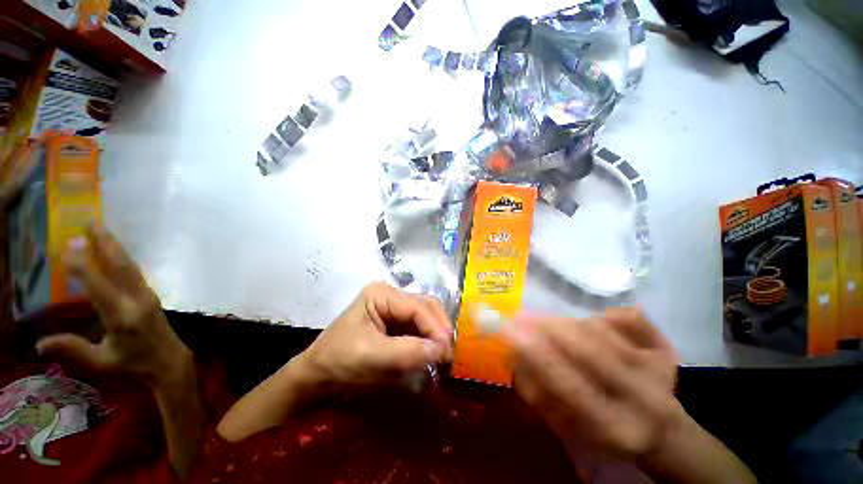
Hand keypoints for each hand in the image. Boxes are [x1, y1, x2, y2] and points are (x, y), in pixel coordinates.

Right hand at [36, 224, 189, 388]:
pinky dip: (123, 259)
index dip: (82, 267)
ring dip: (115, 247)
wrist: (169, 360)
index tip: (67, 247)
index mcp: (122, 316)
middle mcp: (137, 300)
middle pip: (120, 267)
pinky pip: (136, 273)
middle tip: (90, 222)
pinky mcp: (152, 295)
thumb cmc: (134, 364)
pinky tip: (114, 251)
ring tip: (101, 229)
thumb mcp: (101, 361)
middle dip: (105, 243)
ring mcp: (148, 295)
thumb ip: (72, 349)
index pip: (98, 287)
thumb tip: (39, 344)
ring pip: (130, 266)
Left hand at [296, 281, 452, 389]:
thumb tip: (441, 350)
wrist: (316, 378)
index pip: (417, 307)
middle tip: (450, 353)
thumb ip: (408, 352)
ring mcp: (393, 308)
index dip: (435, 327)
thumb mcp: (372, 356)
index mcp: (381, 294)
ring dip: (436, 334)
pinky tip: (433, 352)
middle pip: (425, 306)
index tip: (447, 352)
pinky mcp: (395, 323)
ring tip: (445, 354)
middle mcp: (390, 295)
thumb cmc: (338, 362)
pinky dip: (428, 339)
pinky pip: (418, 328)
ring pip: (425, 316)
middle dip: (439, 328)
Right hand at [504, 307, 679, 461]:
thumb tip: (516, 356)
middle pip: (591, 352)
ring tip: (547, 322)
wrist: (661, 430)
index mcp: (615, 428)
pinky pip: (628, 319)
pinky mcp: (666, 351)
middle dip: (550, 329)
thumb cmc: (605, 432)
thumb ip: (539, 395)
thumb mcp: (568, 427)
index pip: (571, 388)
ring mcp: (658, 372)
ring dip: (567, 322)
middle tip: (522, 316)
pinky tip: (590, 324)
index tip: (513, 333)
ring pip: (603, 331)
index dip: (540, 357)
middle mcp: (642, 400)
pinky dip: (603, 315)